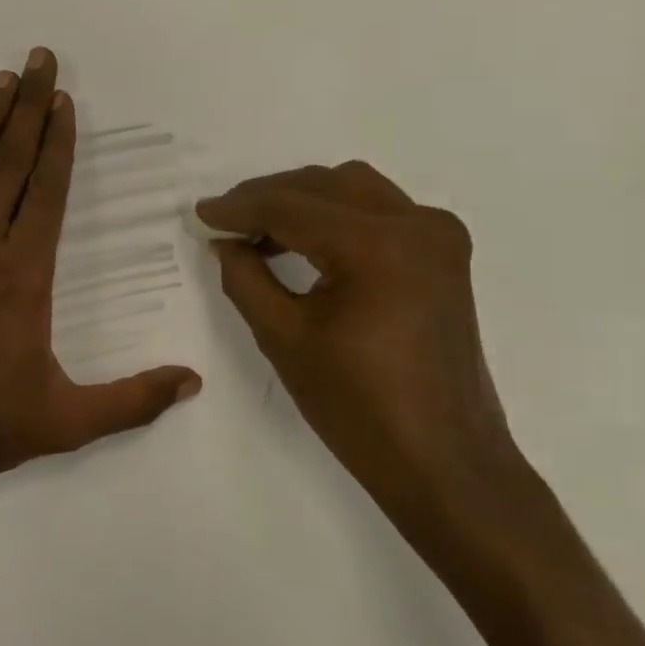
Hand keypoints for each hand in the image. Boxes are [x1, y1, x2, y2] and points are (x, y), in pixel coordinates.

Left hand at [0, 47, 200, 493]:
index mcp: (22, 274)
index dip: (57, 142)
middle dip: (28, 107)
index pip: (45, 191)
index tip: (64, 101)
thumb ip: (133, 401)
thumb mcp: (66, 423)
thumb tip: (194, 381)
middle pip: (8, 163)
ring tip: (0, 81)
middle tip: (39, 59)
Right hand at [198, 163, 527, 553]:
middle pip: (324, 184)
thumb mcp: (284, 338)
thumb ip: (245, 277)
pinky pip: (380, 210)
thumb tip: (224, 240)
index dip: (239, 207)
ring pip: (354, 189)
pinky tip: (304, 242)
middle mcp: (416, 224)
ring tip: (259, 232)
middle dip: (268, 197)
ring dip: (303, 201)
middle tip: (226, 221)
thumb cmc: (358, 407)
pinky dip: (337, 215)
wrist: (443, 461)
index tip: (200, 213)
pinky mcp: (444, 254)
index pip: (291, 206)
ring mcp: (438, 236)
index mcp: (376, 245)